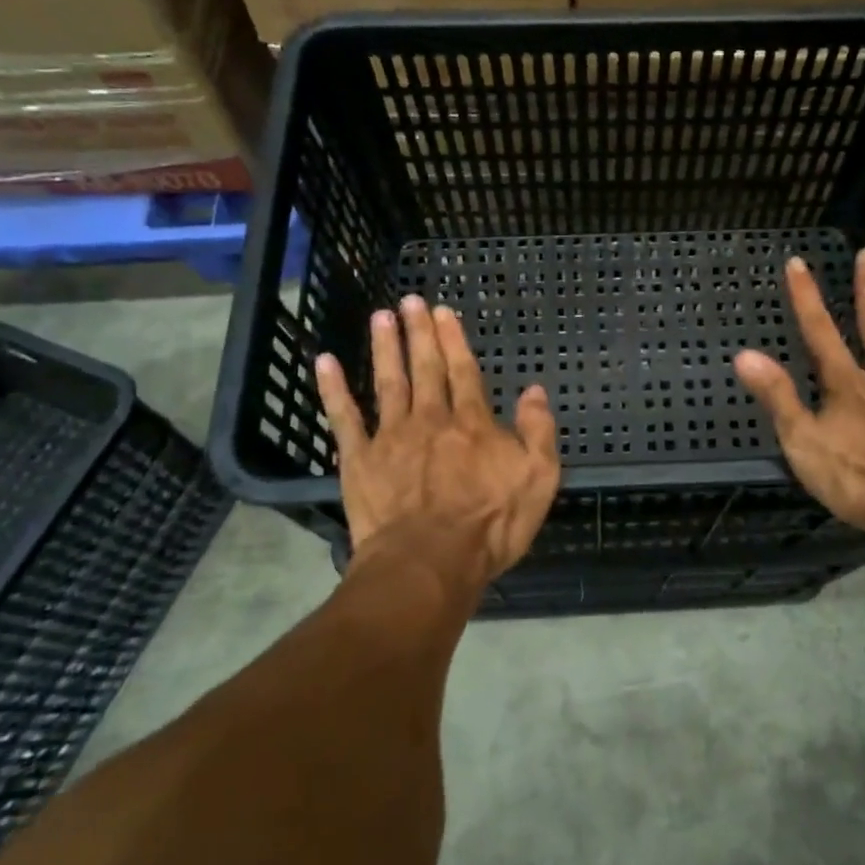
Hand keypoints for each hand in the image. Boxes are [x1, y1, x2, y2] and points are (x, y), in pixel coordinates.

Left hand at [314, 295, 560, 585]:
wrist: (429, 562)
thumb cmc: (490, 526)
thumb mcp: (539, 479)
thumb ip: (538, 432)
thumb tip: (534, 391)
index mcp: (473, 424)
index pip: (463, 371)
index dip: (453, 340)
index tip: (442, 312)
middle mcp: (431, 419)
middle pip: (425, 368)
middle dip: (418, 333)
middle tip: (410, 301)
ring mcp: (392, 437)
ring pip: (388, 382)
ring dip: (384, 347)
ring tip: (380, 317)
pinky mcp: (360, 460)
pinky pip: (344, 417)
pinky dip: (334, 389)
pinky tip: (325, 363)